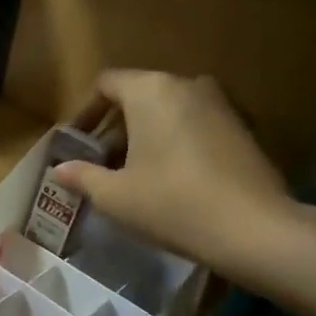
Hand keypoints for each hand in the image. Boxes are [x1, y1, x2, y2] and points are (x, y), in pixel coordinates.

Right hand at [53, 70, 303, 287]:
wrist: (257, 230)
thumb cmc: (173, 204)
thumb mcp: (116, 196)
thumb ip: (82, 176)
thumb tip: (59, 170)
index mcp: (150, 90)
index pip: (106, 84)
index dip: (85, 112)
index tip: (76, 142)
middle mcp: (186, 84)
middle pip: (138, 95)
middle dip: (115, 127)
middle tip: (102, 162)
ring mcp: (220, 104)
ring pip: (168, 110)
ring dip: (146, 134)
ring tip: (134, 173)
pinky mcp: (243, 127)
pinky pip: (195, 124)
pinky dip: (176, 141)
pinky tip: (172, 178)